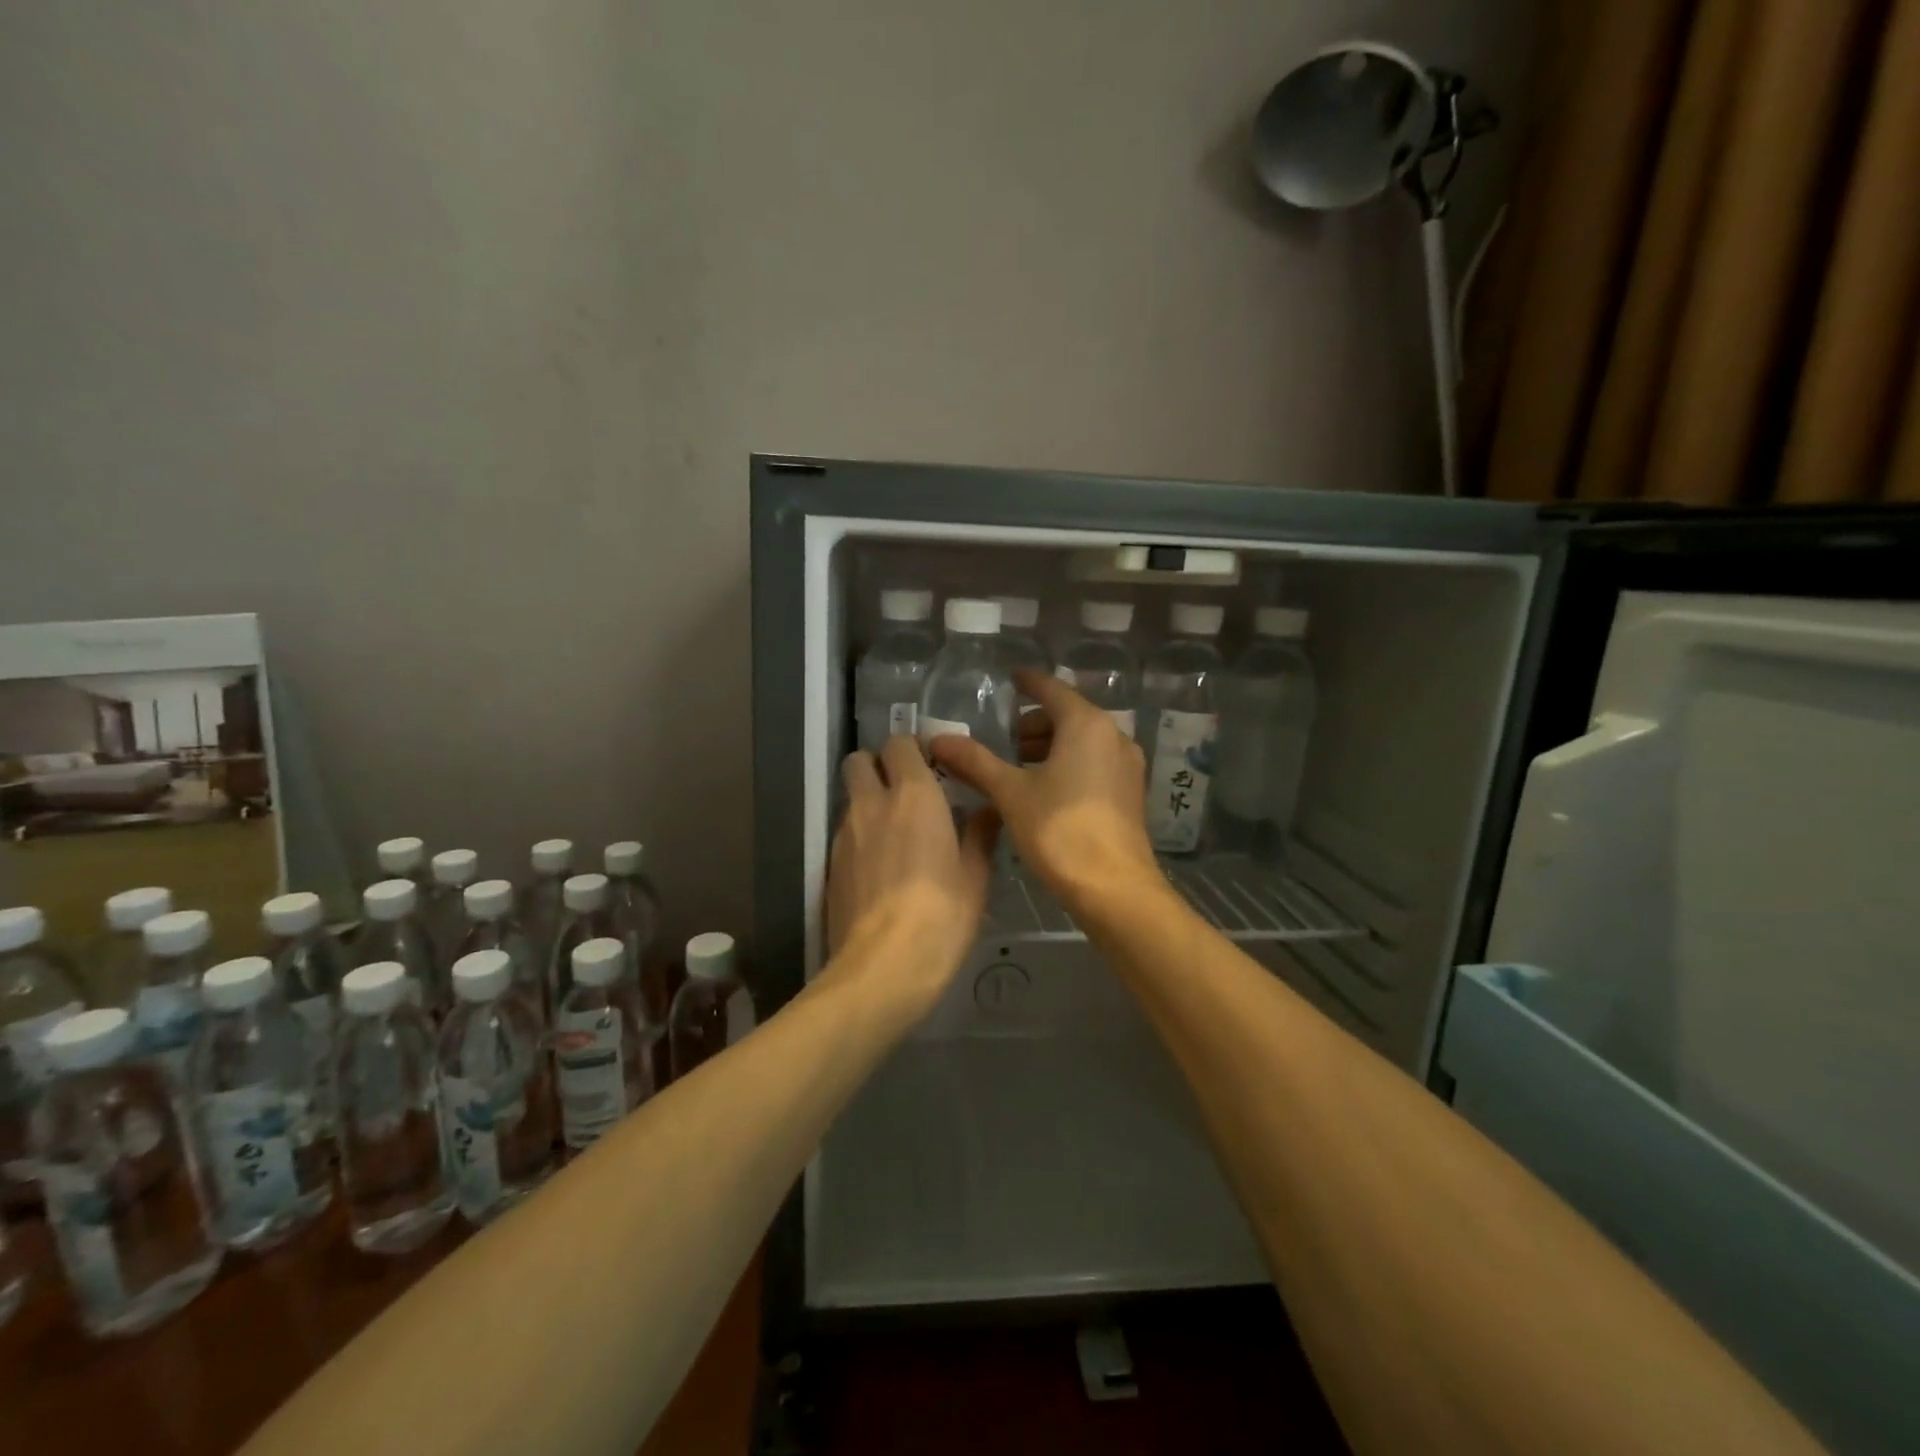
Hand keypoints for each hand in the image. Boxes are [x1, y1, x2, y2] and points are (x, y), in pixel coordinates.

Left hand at [826, 736, 998, 1015]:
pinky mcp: (829, 863)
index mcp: (914, 796)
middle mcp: (872, 803)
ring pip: (851, 796)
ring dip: (869, 800)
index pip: (900, 744)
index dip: (914, 749)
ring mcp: (844, 833)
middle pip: (859, 759)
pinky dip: (860, 834)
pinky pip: (844, 831)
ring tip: (895, 832)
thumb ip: (980, 835)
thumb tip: (987, 811)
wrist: (881, 968)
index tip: (933, 767)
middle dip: (878, 764)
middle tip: (905, 790)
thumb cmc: (941, 918)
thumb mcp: (975, 878)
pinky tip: (880, 866)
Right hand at [930, 670, 1159, 913]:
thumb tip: (938, 739)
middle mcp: (1114, 736)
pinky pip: (1094, 763)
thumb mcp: (1010, 793)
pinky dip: (1068, 764)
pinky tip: (1043, 790)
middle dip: (1033, 725)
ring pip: (1082, 742)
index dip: (1028, 683)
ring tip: (1016, 769)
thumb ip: (975, 761)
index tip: (1010, 678)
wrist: (1114, 888)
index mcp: (1086, 725)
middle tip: (1001, 741)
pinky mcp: (1130, 792)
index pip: (1051, 690)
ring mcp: (1127, 765)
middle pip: (1068, 716)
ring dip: (1049, 747)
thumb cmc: (1059, 831)